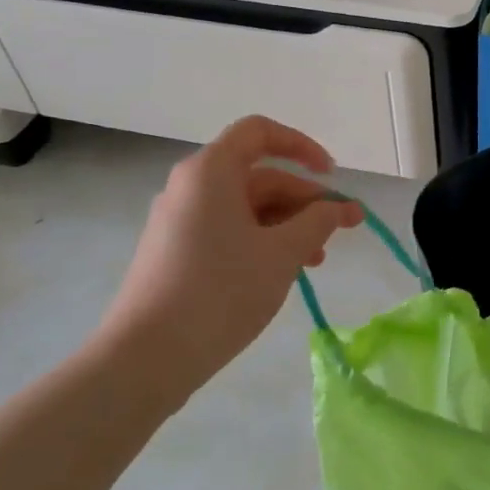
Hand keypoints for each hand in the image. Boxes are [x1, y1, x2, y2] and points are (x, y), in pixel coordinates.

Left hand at [96, 116, 362, 394]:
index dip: (302, 146)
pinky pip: (228, 232)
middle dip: (305, 199)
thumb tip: (340, 207)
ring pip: (246, 208)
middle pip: (259, 175)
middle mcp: (191, 187)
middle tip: (343, 230)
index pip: (260, 132)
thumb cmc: (220, 291)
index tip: (332, 176)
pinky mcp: (175, 253)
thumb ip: (318, 222)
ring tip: (317, 261)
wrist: (145, 358)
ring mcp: (179, 222)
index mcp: (211, 171)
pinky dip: (261, 242)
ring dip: (288, 225)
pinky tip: (282, 273)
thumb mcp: (282, 253)